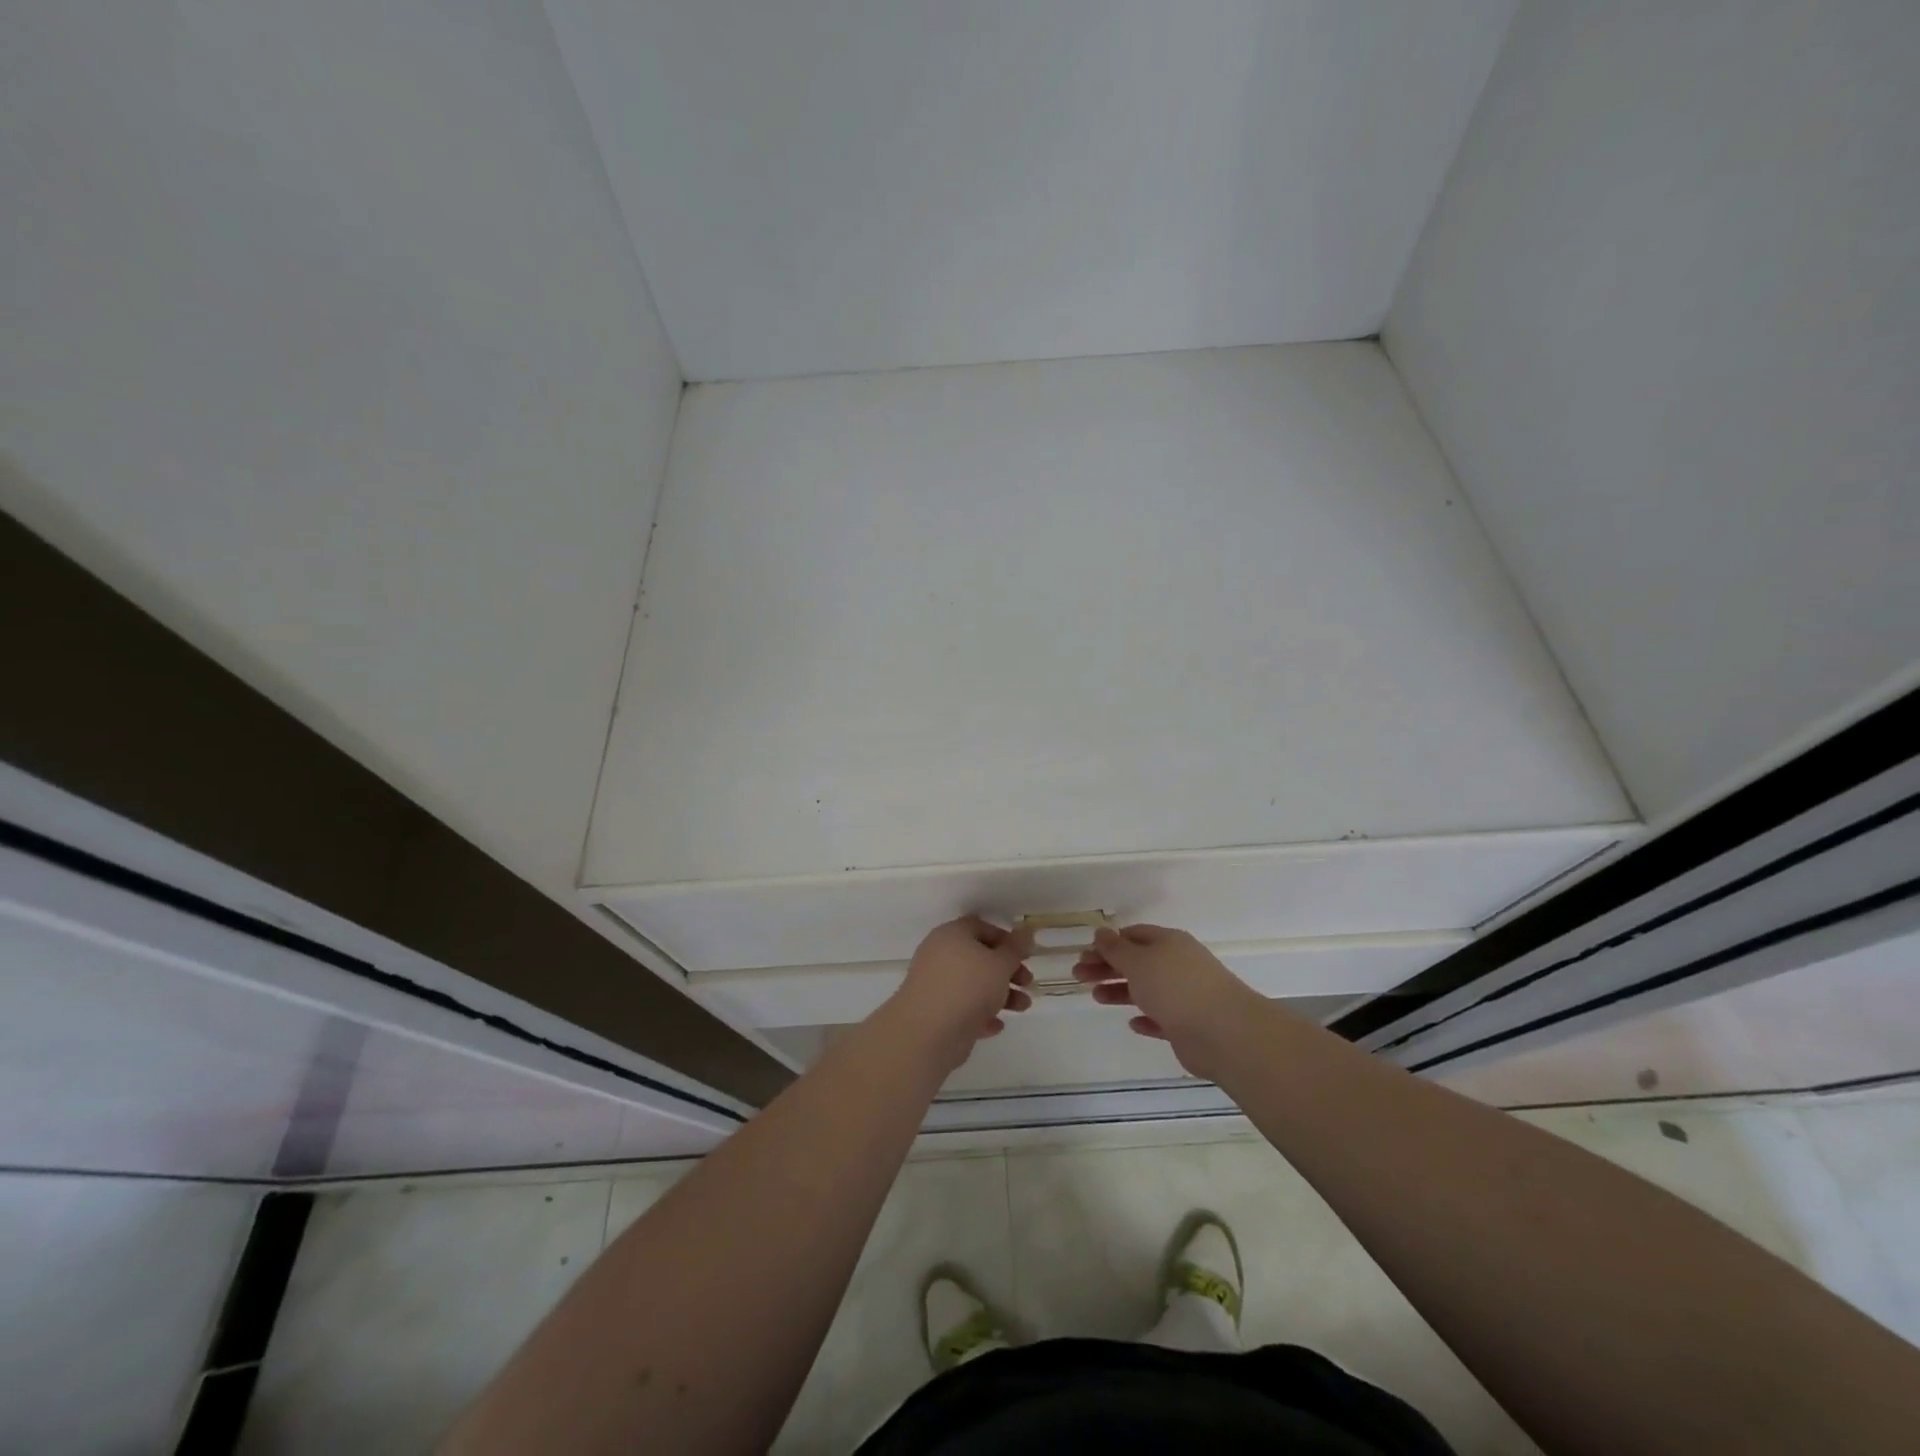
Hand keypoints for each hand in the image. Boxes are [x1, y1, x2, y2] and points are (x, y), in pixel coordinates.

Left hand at [887, 917, 1034, 1069]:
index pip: (980, 927)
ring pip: (973, 985)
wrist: (929, 1032)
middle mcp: (940, 956)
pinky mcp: (935, 1013)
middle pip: (979, 957)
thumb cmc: (968, 987)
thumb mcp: (1000, 964)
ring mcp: (936, 985)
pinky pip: (963, 1009)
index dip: (1005, 939)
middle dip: (1007, 970)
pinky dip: (981, 1015)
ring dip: (1000, 995)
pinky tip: (997, 1026)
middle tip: (1028, 982)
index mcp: (952, 935)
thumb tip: (1026, 931)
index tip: (1025, 954)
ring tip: (1023, 1007)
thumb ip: (1015, 948)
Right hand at [1073, 924, 1265, 1079]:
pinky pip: (1161, 1018)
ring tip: (1096, 998)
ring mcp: (1185, 995)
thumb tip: (1100, 932)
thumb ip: (1116, 949)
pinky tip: (1132, 1023)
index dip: (1107, 943)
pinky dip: (1145, 1018)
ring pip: (1146, 989)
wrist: (1224, 1033)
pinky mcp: (1188, 1025)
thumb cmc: (1176, 988)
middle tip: (1079, 976)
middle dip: (1106, 967)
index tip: (1084, 954)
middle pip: (1136, 961)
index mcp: (1168, 943)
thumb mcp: (1138, 961)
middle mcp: (1177, 965)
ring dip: (1120, 991)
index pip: (1133, 935)